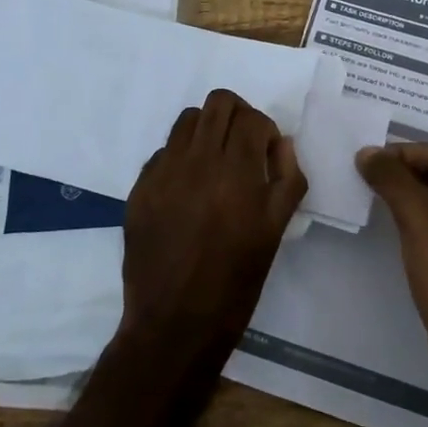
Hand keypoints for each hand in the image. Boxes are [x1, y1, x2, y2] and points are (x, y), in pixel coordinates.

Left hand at [120, 90, 308, 360]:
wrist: (175, 323)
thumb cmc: (235, 281)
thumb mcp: (275, 231)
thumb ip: (288, 179)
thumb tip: (281, 143)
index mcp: (237, 172)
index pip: (252, 118)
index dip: (265, 131)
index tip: (267, 154)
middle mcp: (198, 161)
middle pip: (219, 103)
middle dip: (238, 116)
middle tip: (243, 145)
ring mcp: (164, 172)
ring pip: (188, 119)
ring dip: (208, 129)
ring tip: (215, 160)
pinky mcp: (140, 187)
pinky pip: (164, 151)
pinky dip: (182, 157)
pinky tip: (188, 188)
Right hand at [355, 143, 427, 411]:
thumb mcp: (418, 218)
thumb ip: (391, 178)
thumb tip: (367, 152)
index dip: (400, 156)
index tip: (365, 163)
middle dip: (406, 176)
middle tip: (367, 179)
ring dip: (413, 200)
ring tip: (378, 200)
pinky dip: (425, 223)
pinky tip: (400, 230)